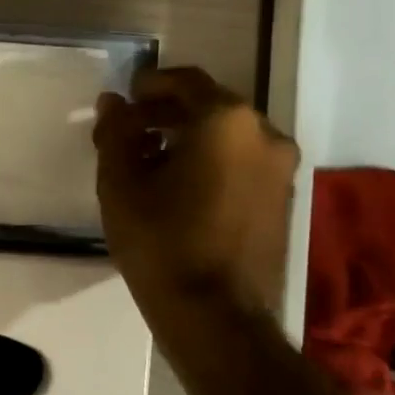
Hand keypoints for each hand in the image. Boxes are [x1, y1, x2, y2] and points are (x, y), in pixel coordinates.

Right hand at [93, 66, 298, 328]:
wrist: (214, 312)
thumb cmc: (159, 242)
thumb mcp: (120, 185)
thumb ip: (116, 135)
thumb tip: (113, 103)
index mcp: (225, 121)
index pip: (185, 82)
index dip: (150, 85)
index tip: (124, 98)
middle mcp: (264, 133)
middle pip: (211, 107)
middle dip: (168, 114)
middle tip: (131, 132)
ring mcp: (280, 168)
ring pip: (228, 137)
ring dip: (190, 139)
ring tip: (151, 163)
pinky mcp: (282, 198)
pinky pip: (242, 163)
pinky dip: (212, 162)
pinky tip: (181, 189)